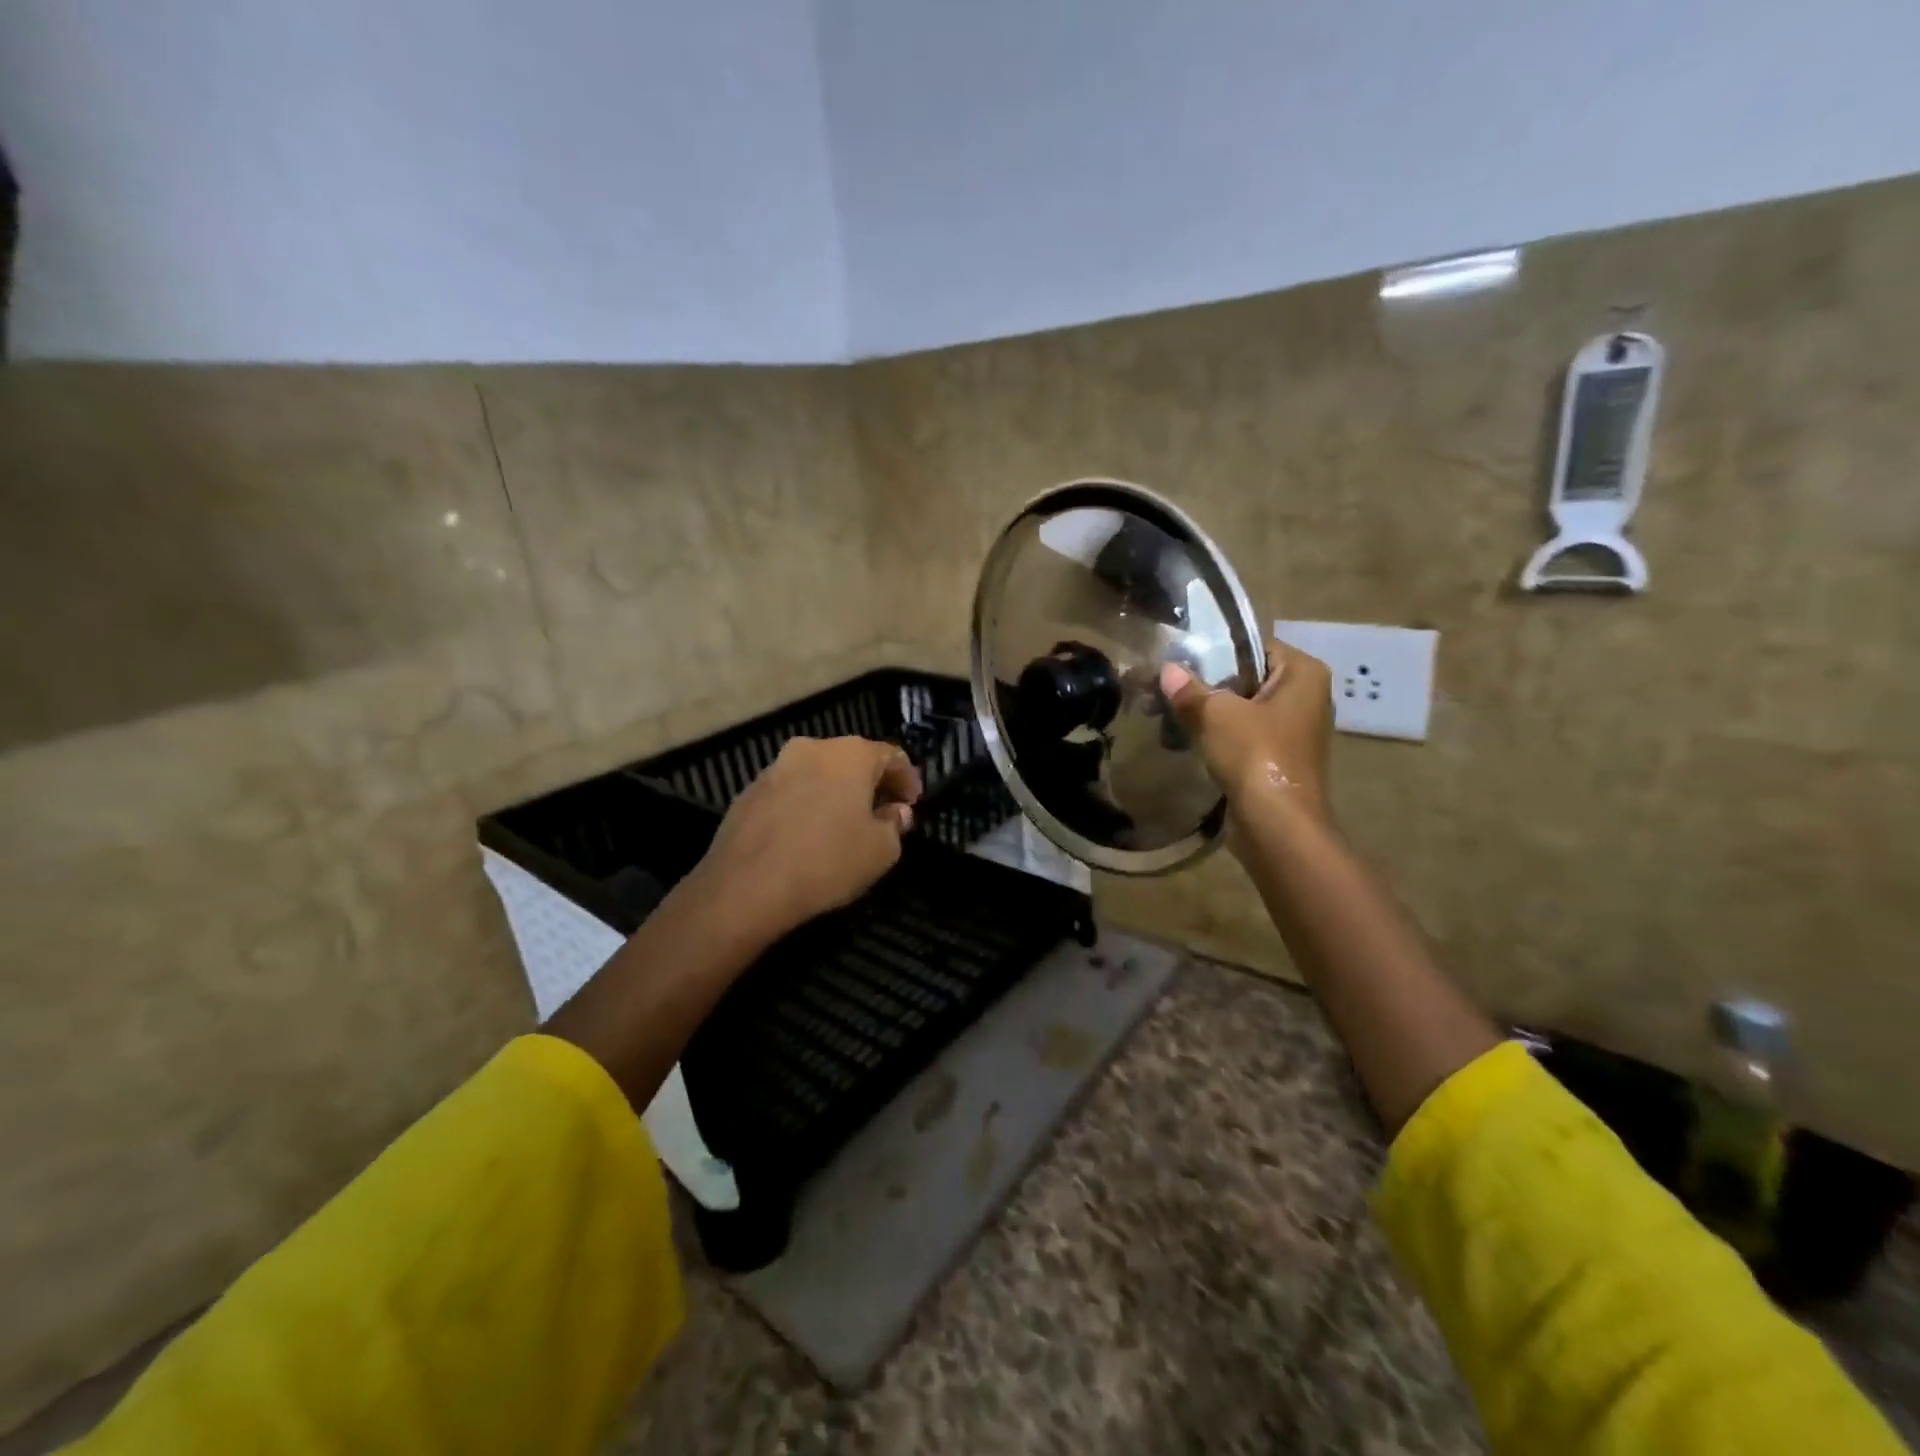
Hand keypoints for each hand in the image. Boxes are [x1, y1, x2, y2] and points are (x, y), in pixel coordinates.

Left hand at [694, 736, 923, 941]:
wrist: (746, 887)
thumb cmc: (827, 861)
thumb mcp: (882, 850)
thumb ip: (895, 825)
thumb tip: (894, 812)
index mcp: (849, 754)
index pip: (891, 755)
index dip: (907, 779)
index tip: (912, 804)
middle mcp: (811, 749)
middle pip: (851, 760)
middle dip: (870, 784)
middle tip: (882, 813)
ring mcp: (774, 768)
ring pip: (817, 774)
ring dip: (835, 794)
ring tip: (843, 826)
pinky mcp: (748, 792)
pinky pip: (790, 793)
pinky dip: (805, 805)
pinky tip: (807, 836)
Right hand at [1159, 639, 1334, 831]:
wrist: (1277, 825)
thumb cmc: (1256, 755)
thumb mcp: (1216, 714)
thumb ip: (1190, 689)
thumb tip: (1167, 670)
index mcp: (1304, 674)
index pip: (1255, 646)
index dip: (1216, 651)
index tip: (1180, 658)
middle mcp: (1306, 697)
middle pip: (1247, 678)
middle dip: (1208, 684)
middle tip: (1167, 686)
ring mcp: (1295, 730)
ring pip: (1243, 709)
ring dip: (1209, 712)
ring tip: (1168, 712)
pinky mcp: (1279, 759)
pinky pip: (1244, 736)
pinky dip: (1218, 736)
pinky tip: (1185, 739)